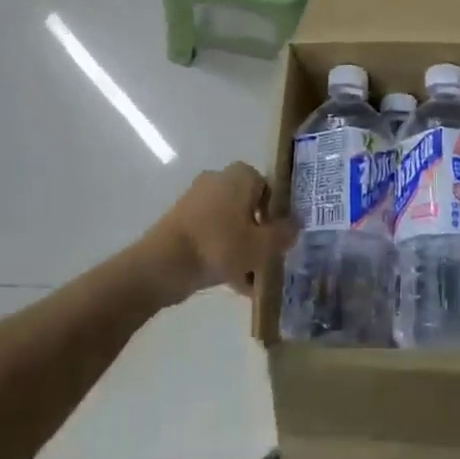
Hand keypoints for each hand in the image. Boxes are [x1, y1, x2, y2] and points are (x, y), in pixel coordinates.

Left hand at [142, 163, 298, 304]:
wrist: (163, 264)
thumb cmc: (219, 246)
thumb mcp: (262, 245)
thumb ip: (284, 233)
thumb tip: (296, 224)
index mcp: (239, 176)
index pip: (268, 187)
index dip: (277, 213)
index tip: (280, 238)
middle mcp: (217, 180)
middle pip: (249, 207)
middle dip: (259, 233)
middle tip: (267, 259)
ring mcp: (196, 200)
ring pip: (230, 224)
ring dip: (241, 247)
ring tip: (251, 279)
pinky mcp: (181, 221)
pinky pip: (211, 235)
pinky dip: (222, 253)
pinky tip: (232, 282)